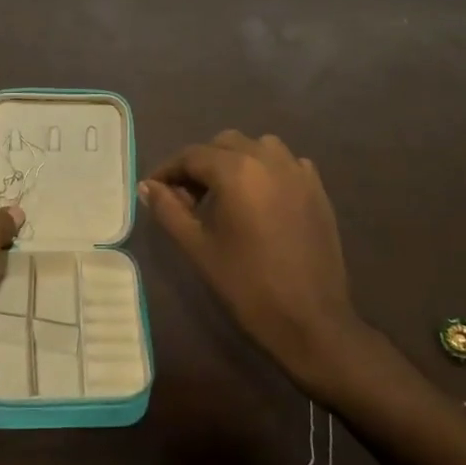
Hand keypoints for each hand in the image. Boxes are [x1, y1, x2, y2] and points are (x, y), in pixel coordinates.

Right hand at [141, 130, 359, 388]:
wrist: (311, 320)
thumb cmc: (247, 285)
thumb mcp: (198, 247)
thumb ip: (168, 210)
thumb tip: (148, 187)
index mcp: (236, 170)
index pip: (191, 156)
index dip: (168, 170)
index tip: (153, 190)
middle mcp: (268, 158)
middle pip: (223, 144)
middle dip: (200, 164)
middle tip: (186, 198)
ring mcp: (297, 171)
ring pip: (256, 147)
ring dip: (234, 161)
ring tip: (223, 195)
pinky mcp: (317, 188)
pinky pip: (285, 163)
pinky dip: (265, 170)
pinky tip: (259, 200)